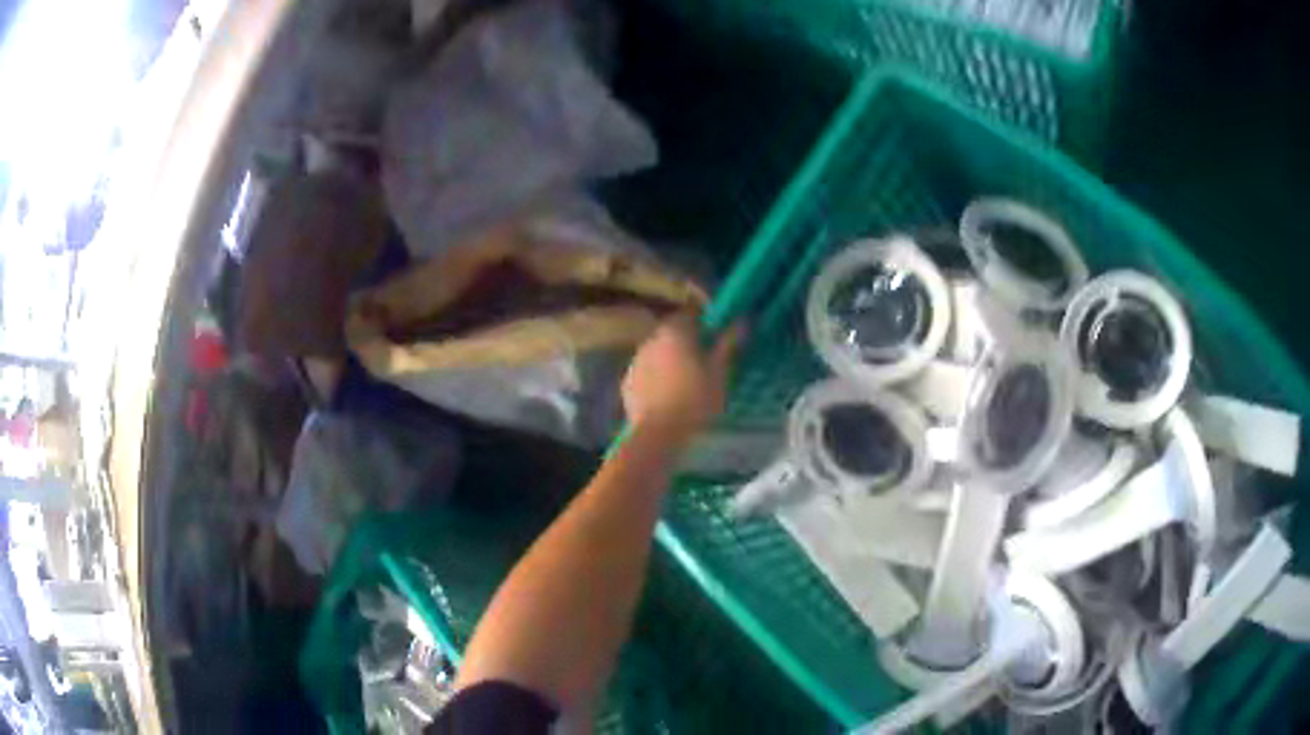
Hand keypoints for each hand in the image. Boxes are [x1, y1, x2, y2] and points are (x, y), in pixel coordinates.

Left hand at [622, 312, 743, 442]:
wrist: (658, 433)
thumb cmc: (696, 399)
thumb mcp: (720, 372)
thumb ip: (729, 344)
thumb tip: (741, 321)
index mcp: (675, 331)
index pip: (692, 314)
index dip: (706, 322)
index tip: (718, 335)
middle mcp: (652, 339)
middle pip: (672, 333)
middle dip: (687, 342)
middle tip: (705, 361)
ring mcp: (636, 361)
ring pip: (657, 353)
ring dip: (670, 360)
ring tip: (686, 381)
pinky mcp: (627, 383)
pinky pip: (646, 374)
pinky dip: (656, 379)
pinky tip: (667, 396)